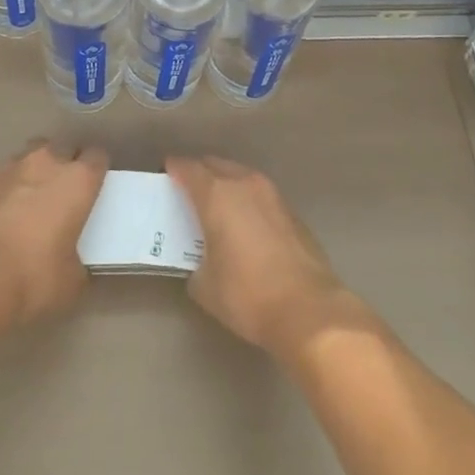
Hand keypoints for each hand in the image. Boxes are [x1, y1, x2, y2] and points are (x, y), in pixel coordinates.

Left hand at [0, 140, 107, 342]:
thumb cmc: (33, 275)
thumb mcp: (71, 280)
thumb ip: (77, 261)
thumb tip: (72, 263)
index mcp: (78, 180)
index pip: (97, 157)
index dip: (97, 171)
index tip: (94, 188)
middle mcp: (48, 163)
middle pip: (64, 148)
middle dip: (66, 165)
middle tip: (64, 194)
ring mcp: (12, 168)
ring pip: (32, 156)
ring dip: (36, 171)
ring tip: (33, 199)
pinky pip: (5, 177)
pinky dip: (9, 189)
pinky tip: (5, 214)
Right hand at [167, 156, 367, 361]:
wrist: (308, 309)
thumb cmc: (247, 295)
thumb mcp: (205, 285)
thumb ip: (196, 262)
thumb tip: (202, 260)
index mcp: (217, 195)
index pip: (188, 168)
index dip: (174, 168)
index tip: (166, 173)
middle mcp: (244, 184)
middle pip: (215, 164)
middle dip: (200, 172)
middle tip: (188, 189)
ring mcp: (272, 194)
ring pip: (241, 175)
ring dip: (226, 183)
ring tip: (217, 204)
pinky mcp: (291, 211)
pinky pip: (260, 194)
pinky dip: (247, 200)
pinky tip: (246, 223)